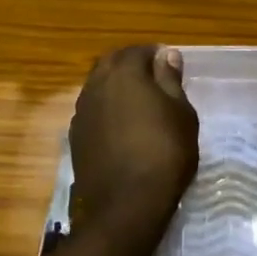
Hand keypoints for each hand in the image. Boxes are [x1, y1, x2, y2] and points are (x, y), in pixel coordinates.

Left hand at [68, 45, 198, 243]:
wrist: (125, 204)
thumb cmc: (164, 152)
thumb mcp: (181, 113)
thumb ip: (170, 79)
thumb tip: (167, 53)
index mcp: (124, 72)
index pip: (138, 50)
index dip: (155, 54)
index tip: (169, 65)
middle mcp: (97, 84)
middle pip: (112, 63)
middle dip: (131, 65)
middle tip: (153, 79)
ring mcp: (82, 110)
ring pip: (98, 85)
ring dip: (116, 86)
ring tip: (138, 103)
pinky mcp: (75, 135)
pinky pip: (92, 109)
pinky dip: (106, 109)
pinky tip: (120, 126)